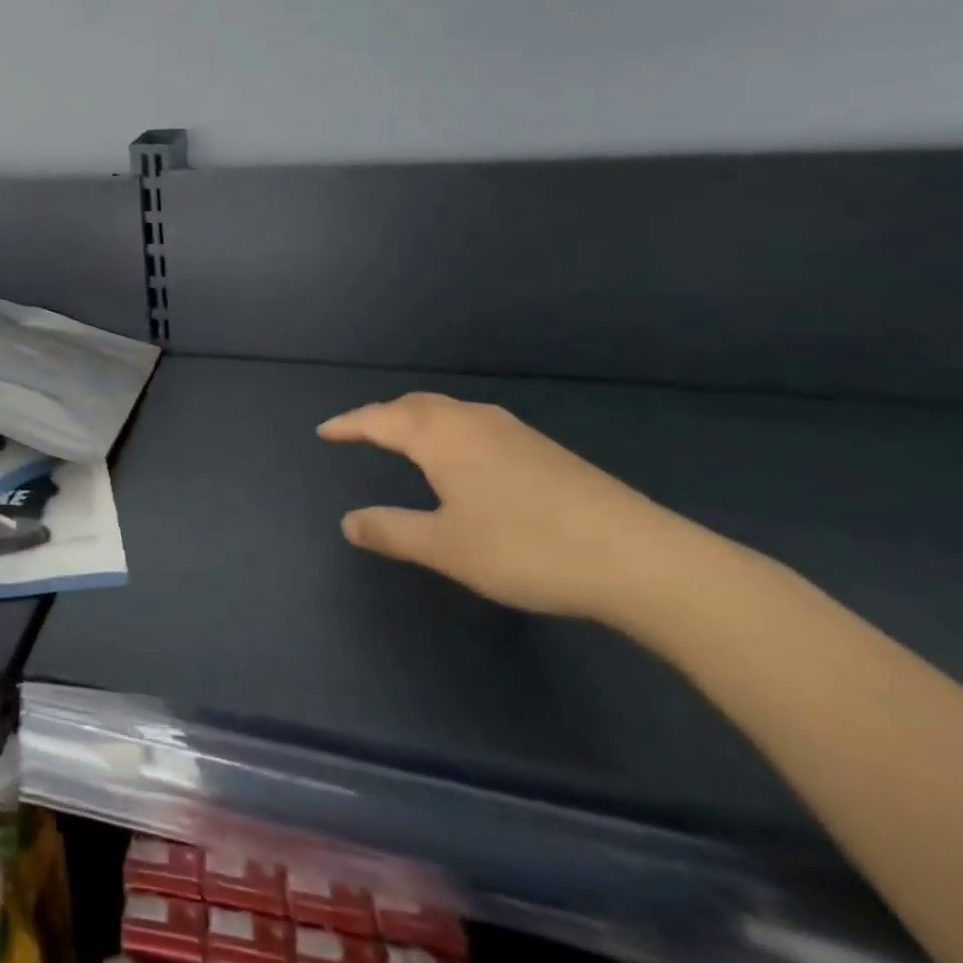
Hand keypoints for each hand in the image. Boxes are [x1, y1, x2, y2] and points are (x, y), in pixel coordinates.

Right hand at [320, 392, 690, 622]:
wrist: (639, 557)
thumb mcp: (446, 547)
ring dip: (415, 418)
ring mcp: (512, 430)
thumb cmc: (526, 548)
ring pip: (447, 411)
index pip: (379, 419)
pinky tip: (461, 456)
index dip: (349, 425)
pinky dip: (446, 429)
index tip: (324, 431)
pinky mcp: (542, 448)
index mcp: (440, 436)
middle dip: (380, 415)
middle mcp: (471, 421)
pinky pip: (473, 423)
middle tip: (358, 431)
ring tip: (401, 438)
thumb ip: (392, 531)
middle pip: (413, 405)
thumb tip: (348, 522)